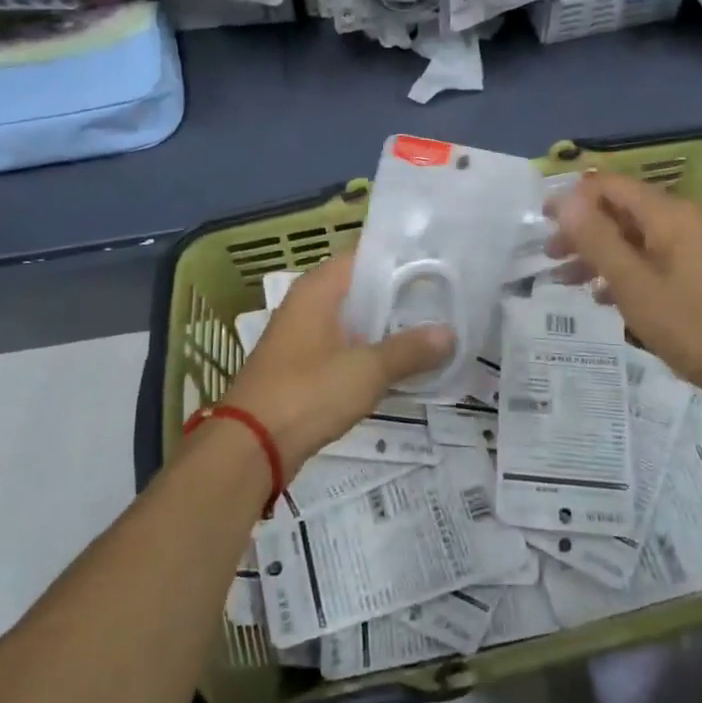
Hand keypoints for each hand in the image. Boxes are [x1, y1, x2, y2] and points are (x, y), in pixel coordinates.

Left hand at [221, 255, 453, 470]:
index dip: (402, 258)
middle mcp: (308, 303)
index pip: (366, 256)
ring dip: (387, 326)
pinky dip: (370, 350)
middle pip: (362, 288)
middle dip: (401, 295)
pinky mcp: (303, 366)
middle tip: (447, 298)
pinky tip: (401, 364)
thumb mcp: (366, 370)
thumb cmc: (307, 393)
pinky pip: (345, 346)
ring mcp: (303, 336)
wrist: (251, 447)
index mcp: (318, 289)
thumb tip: (450, 334)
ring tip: (433, 329)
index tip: (440, 263)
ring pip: (354, 320)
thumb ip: (409, 350)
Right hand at [548, 171, 701, 405]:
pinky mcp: (701, 273)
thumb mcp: (633, 284)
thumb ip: (597, 240)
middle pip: (621, 211)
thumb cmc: (692, 325)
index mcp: (667, 215)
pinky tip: (605, 298)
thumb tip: (565, 200)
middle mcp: (682, 221)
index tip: (542, 221)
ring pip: (635, 238)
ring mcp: (695, 247)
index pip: (610, 186)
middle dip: (582, 230)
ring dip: (599, 255)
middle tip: (550, 256)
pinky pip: (653, 259)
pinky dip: (625, 271)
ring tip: (567, 282)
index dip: (573, 198)